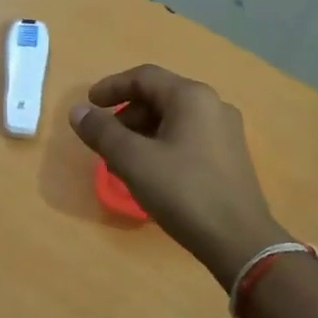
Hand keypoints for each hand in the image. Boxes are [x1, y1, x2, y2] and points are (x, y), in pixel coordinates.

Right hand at [69, 65, 289, 285]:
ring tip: (123, 162)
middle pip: (159, 96)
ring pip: (173, 119)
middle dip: (126, 115)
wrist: (239, 240)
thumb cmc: (183, 192)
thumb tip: (78, 111)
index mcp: (191, 97)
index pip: (144, 77)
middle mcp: (213, 105)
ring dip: (142, 133)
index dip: (111, 87)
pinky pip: (187, 137)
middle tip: (105, 142)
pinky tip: (150, 173)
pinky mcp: (229, 156)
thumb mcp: (133, 160)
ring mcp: (225, 131)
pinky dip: (161, 144)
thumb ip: (102, 132)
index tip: (89, 105)